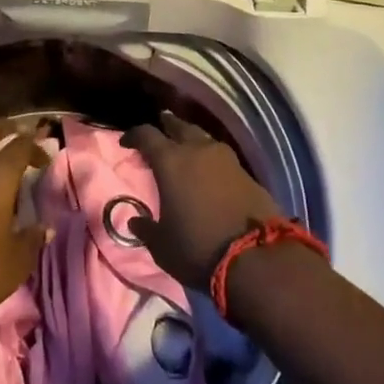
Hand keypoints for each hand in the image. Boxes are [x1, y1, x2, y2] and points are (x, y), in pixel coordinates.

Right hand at [123, 111, 284, 291]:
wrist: (257, 258)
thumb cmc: (198, 248)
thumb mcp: (163, 247)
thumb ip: (146, 229)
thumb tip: (135, 220)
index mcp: (170, 161)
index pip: (146, 135)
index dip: (133, 135)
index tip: (126, 142)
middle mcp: (197, 150)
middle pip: (178, 125)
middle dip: (166, 126)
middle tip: (159, 131)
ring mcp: (225, 158)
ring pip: (203, 137)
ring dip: (191, 139)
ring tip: (185, 147)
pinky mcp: (247, 171)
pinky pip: (221, 155)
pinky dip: (210, 157)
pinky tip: (209, 169)